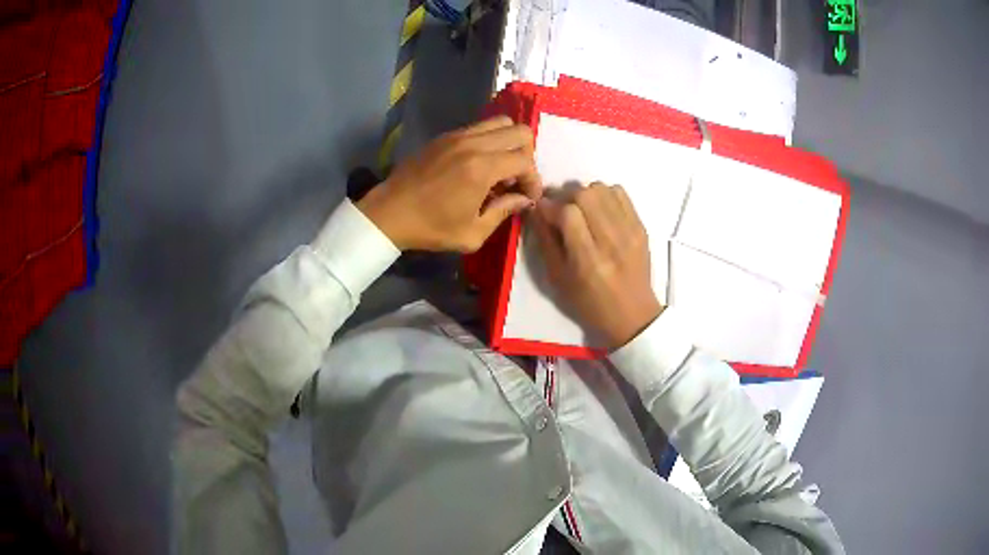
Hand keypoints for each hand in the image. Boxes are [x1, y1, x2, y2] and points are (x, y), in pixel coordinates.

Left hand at [356, 117, 542, 251]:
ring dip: (509, 142)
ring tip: (500, 168)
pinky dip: (489, 140)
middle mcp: (473, 143)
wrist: (389, 213)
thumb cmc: (430, 228)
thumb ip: (503, 212)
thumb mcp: (472, 233)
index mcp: (482, 168)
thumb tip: (523, 199)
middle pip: (519, 131)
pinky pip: (479, 127)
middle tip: (516, 178)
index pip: (525, 160)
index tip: (527, 197)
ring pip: (500, 122)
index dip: (534, 180)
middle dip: (527, 155)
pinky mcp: (444, 136)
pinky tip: (480, 164)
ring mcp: (457, 136)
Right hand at [532, 183, 662, 349]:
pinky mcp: (641, 226)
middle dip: (566, 197)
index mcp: (589, 260)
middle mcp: (612, 242)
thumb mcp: (558, 279)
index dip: (550, 206)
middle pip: (585, 195)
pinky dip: (604, 195)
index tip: (542, 210)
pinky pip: (620, 193)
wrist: (632, 314)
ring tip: (582, 211)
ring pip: (602, 189)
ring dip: (585, 195)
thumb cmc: (589, 303)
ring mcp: (630, 231)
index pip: (568, 214)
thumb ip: (546, 241)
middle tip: (561, 210)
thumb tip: (537, 208)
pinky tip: (600, 211)